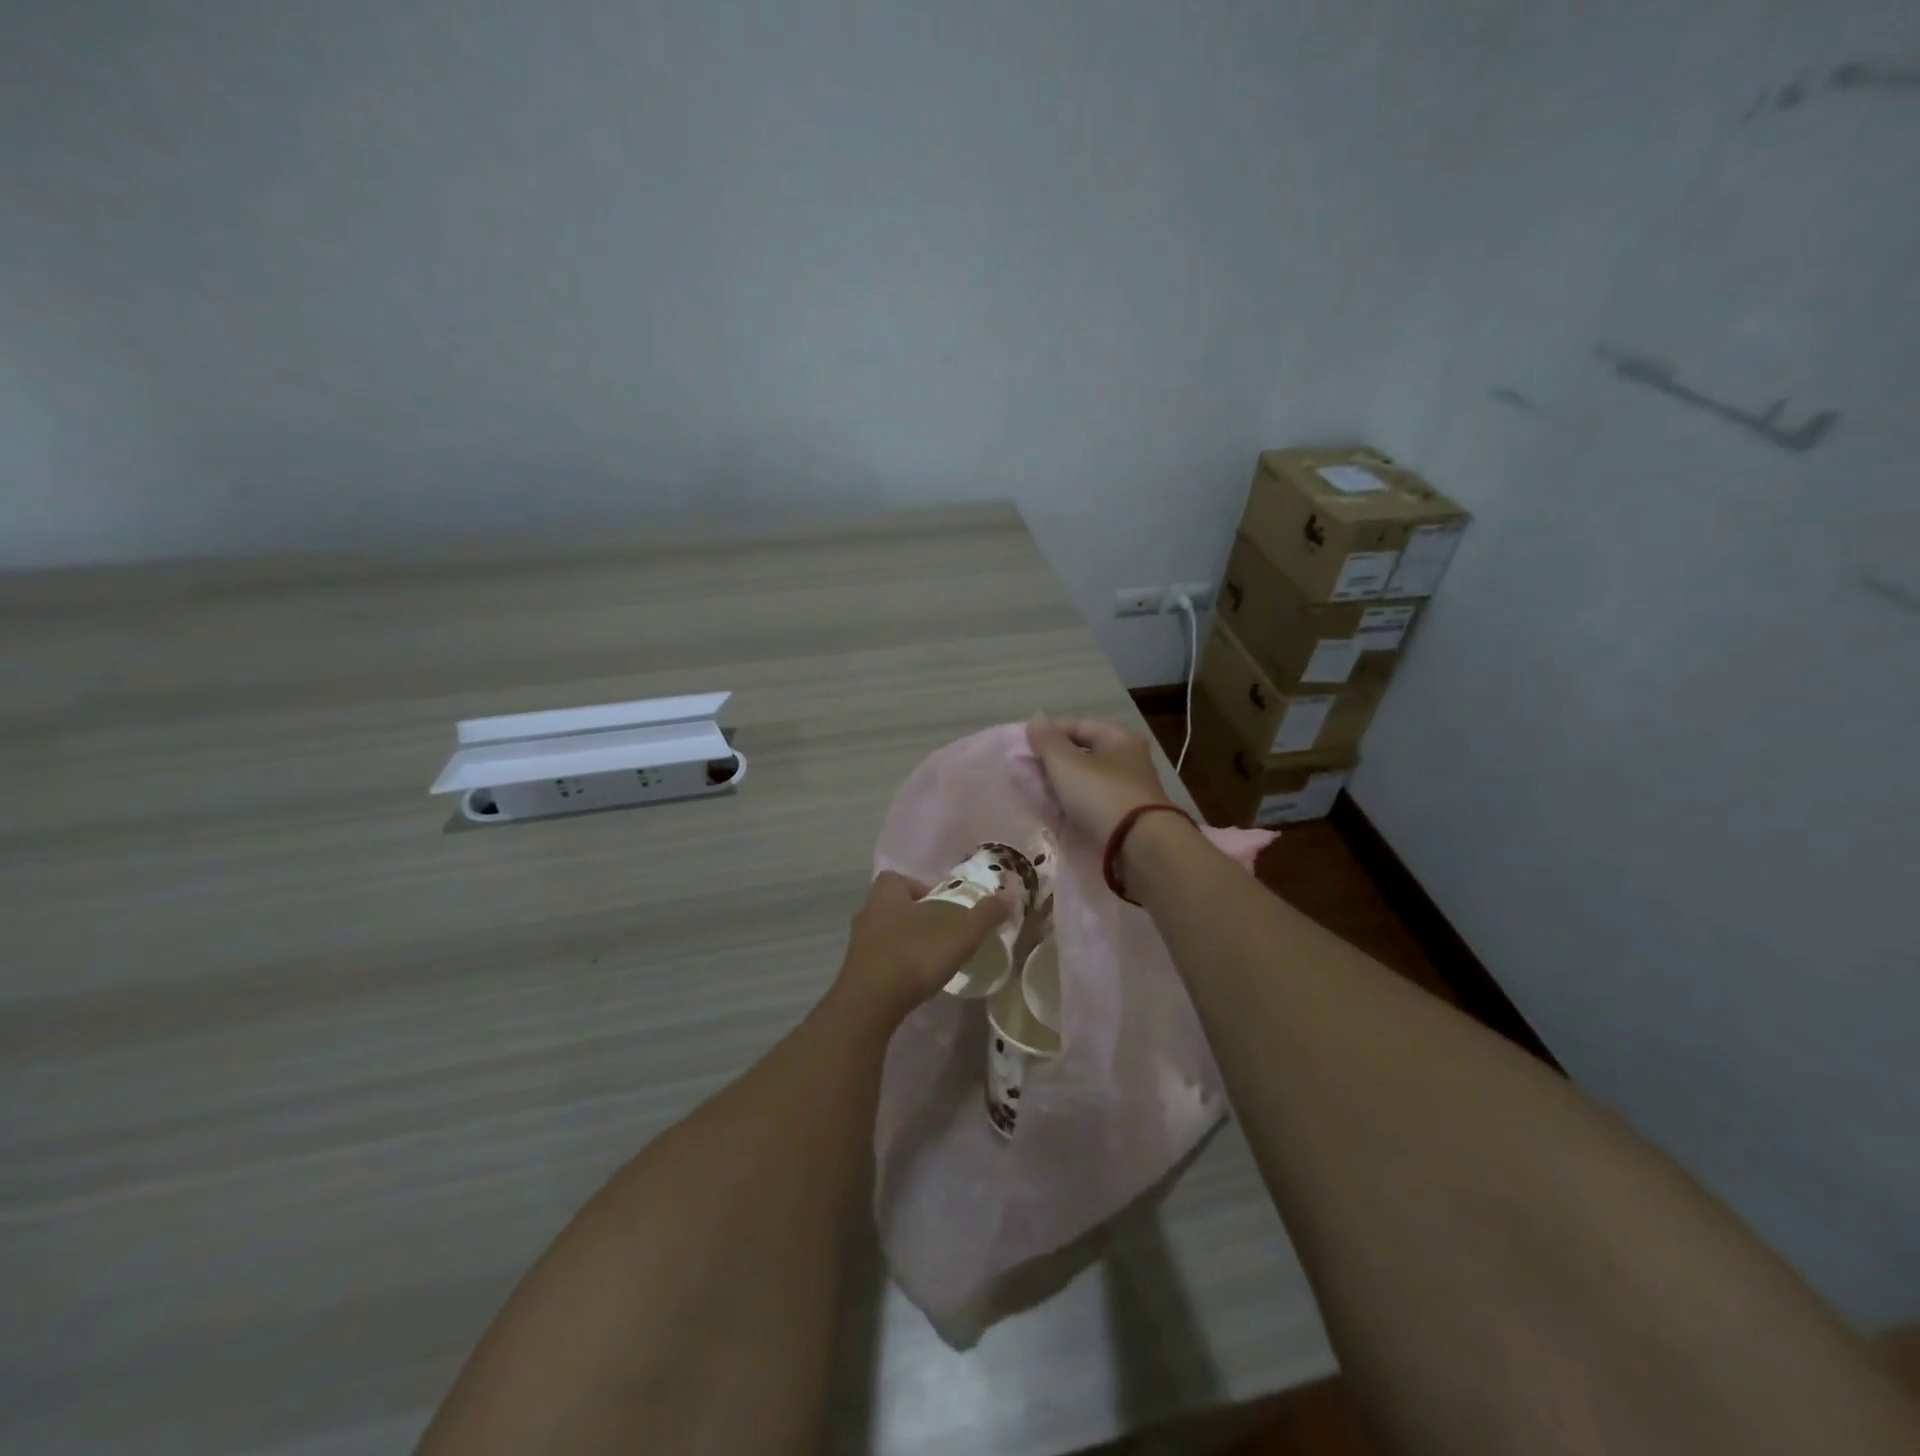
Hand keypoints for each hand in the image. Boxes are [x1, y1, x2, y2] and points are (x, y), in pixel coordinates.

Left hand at [832, 871, 1011, 1025]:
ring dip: (905, 941)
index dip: (920, 888)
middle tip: (942, 931)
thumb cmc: (913, 957)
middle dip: (916, 916)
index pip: (897, 879)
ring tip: (931, 957)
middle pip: (892, 906)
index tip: (943, 905)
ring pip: (885, 933)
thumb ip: (984, 916)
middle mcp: (867, 913)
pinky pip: (880, 959)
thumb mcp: (959, 934)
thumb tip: (1008, 898)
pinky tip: (914, 979)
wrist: (869, 1006)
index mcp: (885, 895)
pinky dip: (896, 964)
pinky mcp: (856, 972)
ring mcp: (858, 944)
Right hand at [1026, 716, 1173, 844]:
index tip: (1023, 748)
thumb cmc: (1101, 794)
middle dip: (1052, 764)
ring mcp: (1127, 792)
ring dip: (1059, 788)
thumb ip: (1047, 741)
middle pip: (1081, 755)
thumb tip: (1034, 722)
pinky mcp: (1123, 819)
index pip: (1078, 725)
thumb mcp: (1066, 763)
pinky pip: (1090, 807)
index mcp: (1120, 738)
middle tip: (1025, 774)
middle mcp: (1128, 761)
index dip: (1049, 734)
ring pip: (1084, 783)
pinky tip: (1053, 815)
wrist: (1139, 847)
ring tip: (1035, 796)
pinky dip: (1071, 808)